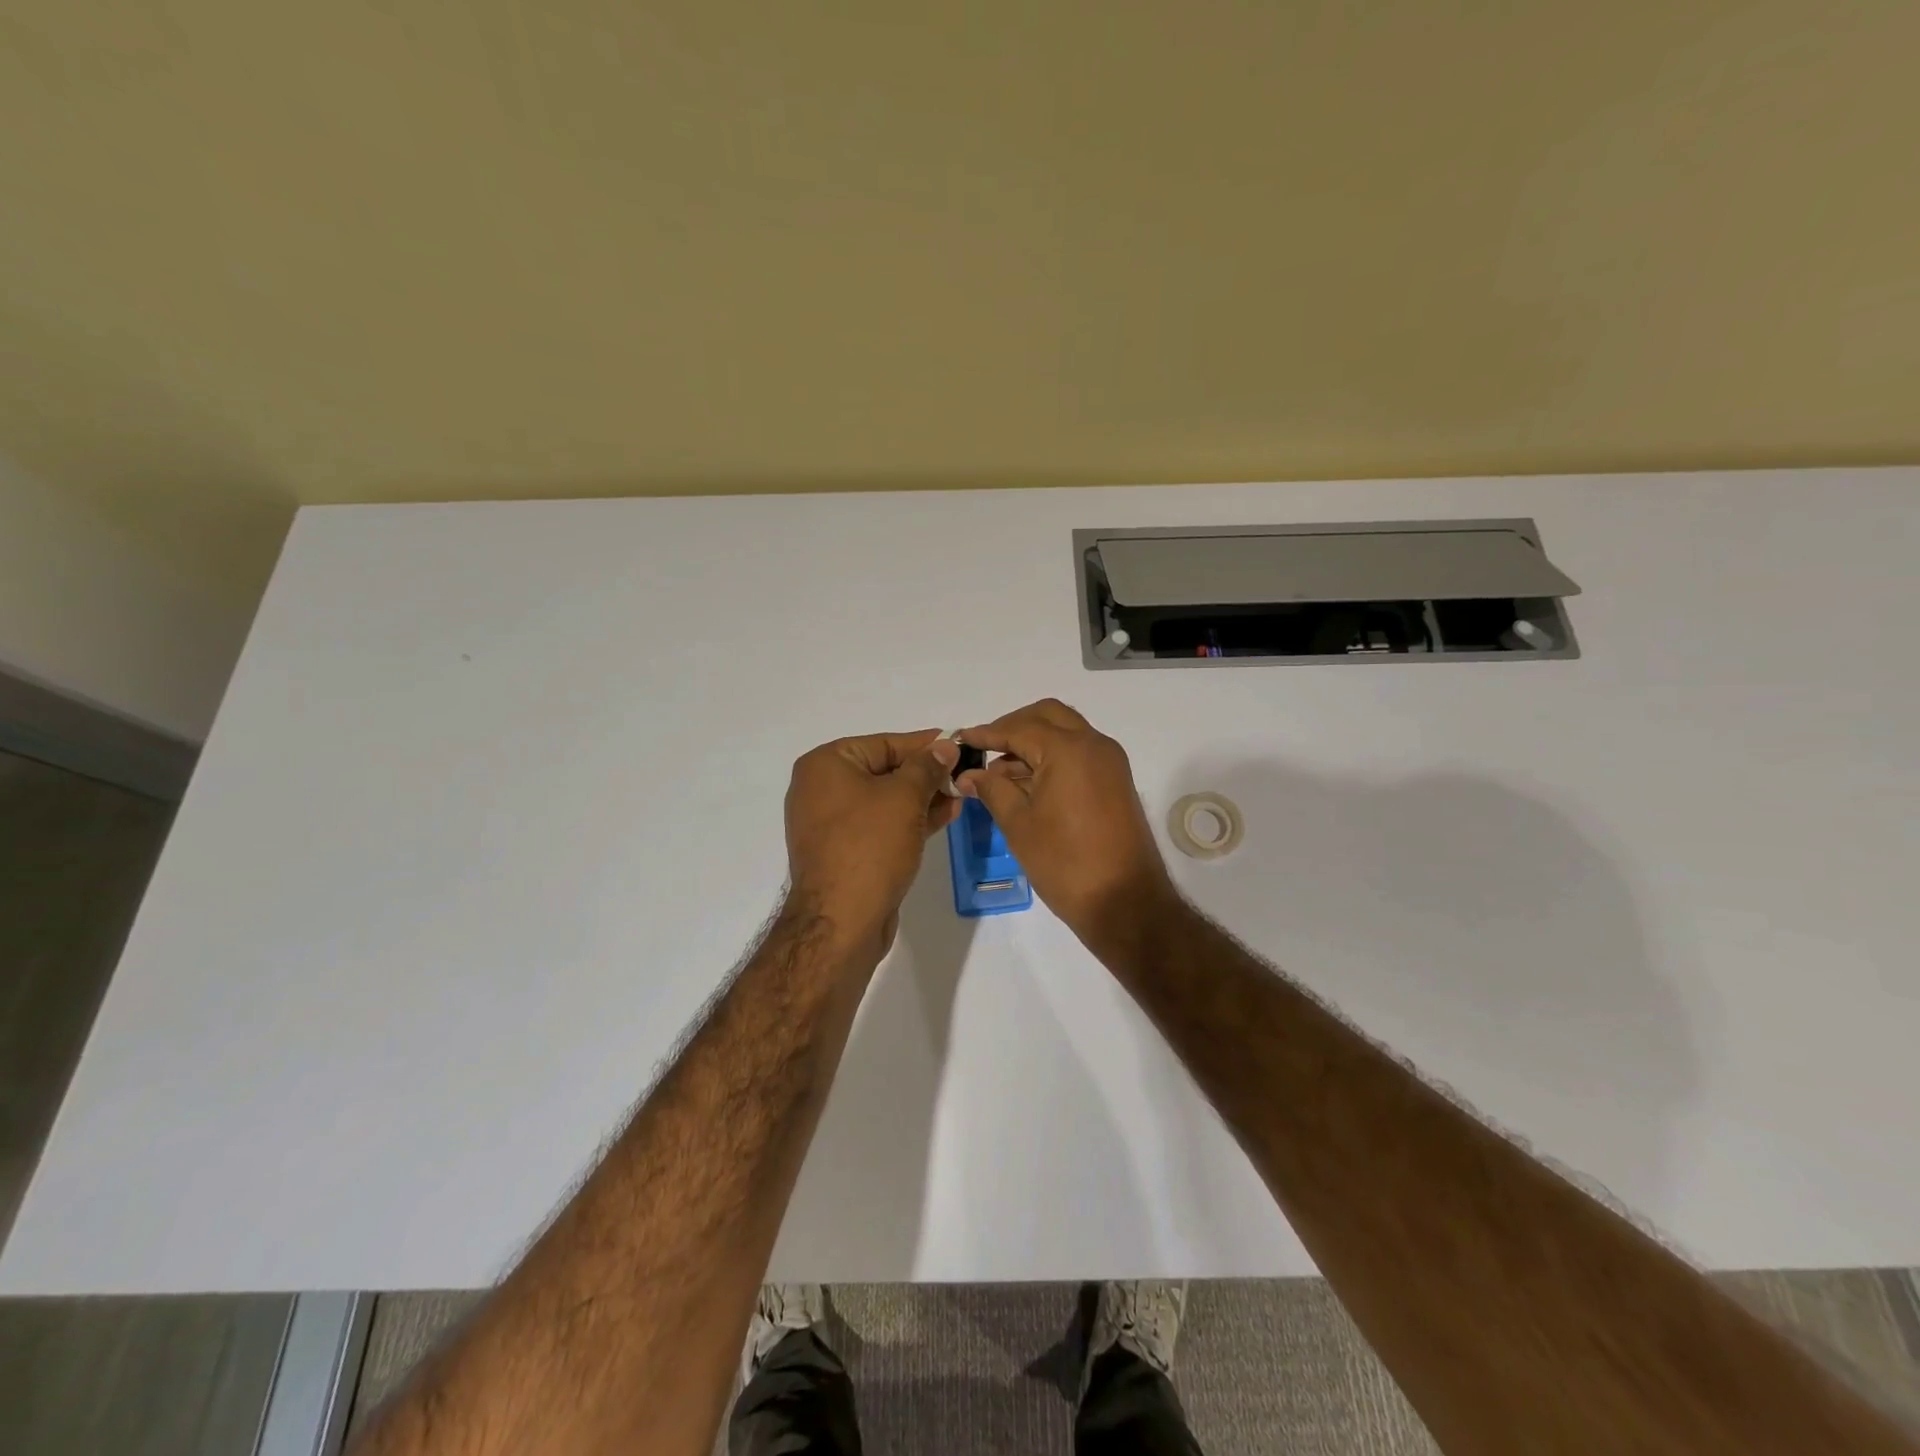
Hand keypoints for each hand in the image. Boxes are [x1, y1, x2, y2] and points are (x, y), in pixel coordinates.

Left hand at [784, 728, 960, 956]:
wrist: (841, 922)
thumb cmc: (870, 846)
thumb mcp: (904, 797)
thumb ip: (927, 767)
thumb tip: (945, 746)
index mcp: (826, 765)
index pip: (884, 743)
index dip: (924, 744)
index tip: (958, 742)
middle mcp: (822, 789)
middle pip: (884, 770)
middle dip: (926, 774)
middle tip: (964, 773)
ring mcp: (831, 823)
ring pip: (886, 800)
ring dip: (923, 797)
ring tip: (961, 795)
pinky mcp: (845, 851)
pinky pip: (881, 825)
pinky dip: (910, 819)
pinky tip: (944, 816)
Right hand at [955, 700, 1177, 943]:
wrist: (1125, 902)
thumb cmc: (1065, 863)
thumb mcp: (1019, 824)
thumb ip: (993, 790)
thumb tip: (970, 774)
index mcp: (1069, 749)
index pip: (1020, 728)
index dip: (987, 733)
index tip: (960, 740)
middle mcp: (1094, 745)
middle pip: (1048, 716)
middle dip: (1014, 726)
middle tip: (985, 748)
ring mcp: (1110, 762)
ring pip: (1066, 732)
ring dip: (1034, 741)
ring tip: (999, 772)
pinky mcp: (1116, 781)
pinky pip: (1080, 753)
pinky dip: (1053, 756)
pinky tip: (1027, 783)